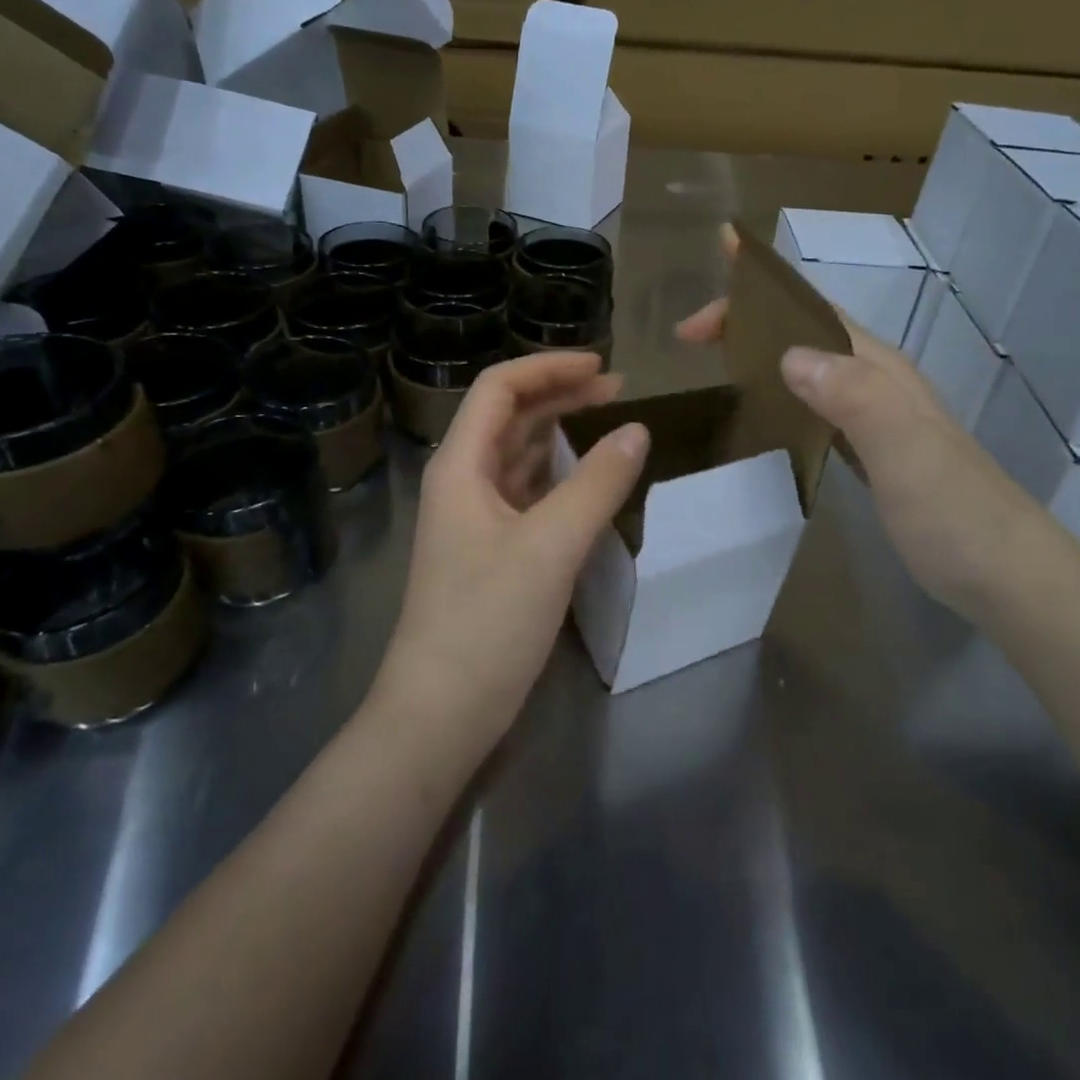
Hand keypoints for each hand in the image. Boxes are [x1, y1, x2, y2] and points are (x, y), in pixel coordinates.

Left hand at [371, 352, 649, 757]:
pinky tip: (588, 478)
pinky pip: (526, 493)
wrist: (441, 713)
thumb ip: (597, 484)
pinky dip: (558, 475)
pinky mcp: (490, 551)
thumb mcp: (550, 546)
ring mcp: (474, 518)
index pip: (500, 388)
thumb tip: (638, 430)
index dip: (549, 367)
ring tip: (610, 423)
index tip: (603, 367)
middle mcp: (461, 482)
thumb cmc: (487, 621)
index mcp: (460, 466)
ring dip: (560, 433)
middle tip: (618, 391)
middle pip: (509, 417)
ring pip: (518, 455)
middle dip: (560, 395)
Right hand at [678, 225, 1052, 619]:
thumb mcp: (905, 450)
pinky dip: (780, 392)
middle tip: (690, 337)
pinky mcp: (872, 450)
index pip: (810, 312)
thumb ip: (854, 397)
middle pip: (804, 331)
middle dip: (747, 321)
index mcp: (879, 369)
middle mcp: (876, 382)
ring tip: (712, 359)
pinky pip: (814, 403)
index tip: (699, 312)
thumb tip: (788, 355)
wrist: (1006, 574)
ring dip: (761, 352)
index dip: (757, 296)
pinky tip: (762, 411)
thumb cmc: (954, 511)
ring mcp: (876, 417)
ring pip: (809, 365)